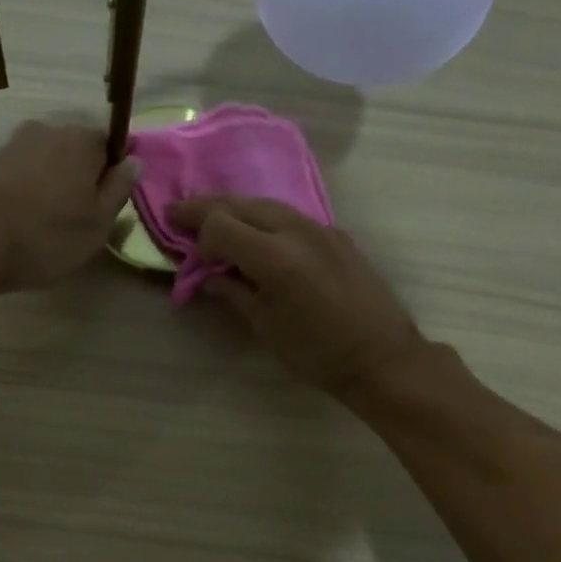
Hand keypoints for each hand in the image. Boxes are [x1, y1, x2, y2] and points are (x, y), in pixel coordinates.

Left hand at [0, 119, 140, 292]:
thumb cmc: (47, 235)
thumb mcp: (98, 223)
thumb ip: (119, 189)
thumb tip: (134, 162)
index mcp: (83, 139)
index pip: (113, 143)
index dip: (115, 173)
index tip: (109, 204)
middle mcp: (49, 130)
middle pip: (79, 151)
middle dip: (84, 178)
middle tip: (82, 220)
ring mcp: (15, 144)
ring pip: (49, 162)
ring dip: (55, 186)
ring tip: (51, 225)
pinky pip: (25, 174)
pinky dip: (30, 192)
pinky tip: (25, 221)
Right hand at [168, 194, 427, 396]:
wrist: (381, 357)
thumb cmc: (316, 353)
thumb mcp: (264, 326)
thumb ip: (233, 293)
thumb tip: (208, 277)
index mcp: (274, 257)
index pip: (220, 225)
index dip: (196, 232)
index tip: (180, 244)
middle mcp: (296, 231)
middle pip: (242, 205)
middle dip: (207, 207)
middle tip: (179, 212)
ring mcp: (320, 229)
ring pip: (267, 204)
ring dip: (236, 208)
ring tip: (213, 218)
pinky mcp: (336, 235)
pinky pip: (290, 216)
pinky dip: (263, 217)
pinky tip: (255, 232)